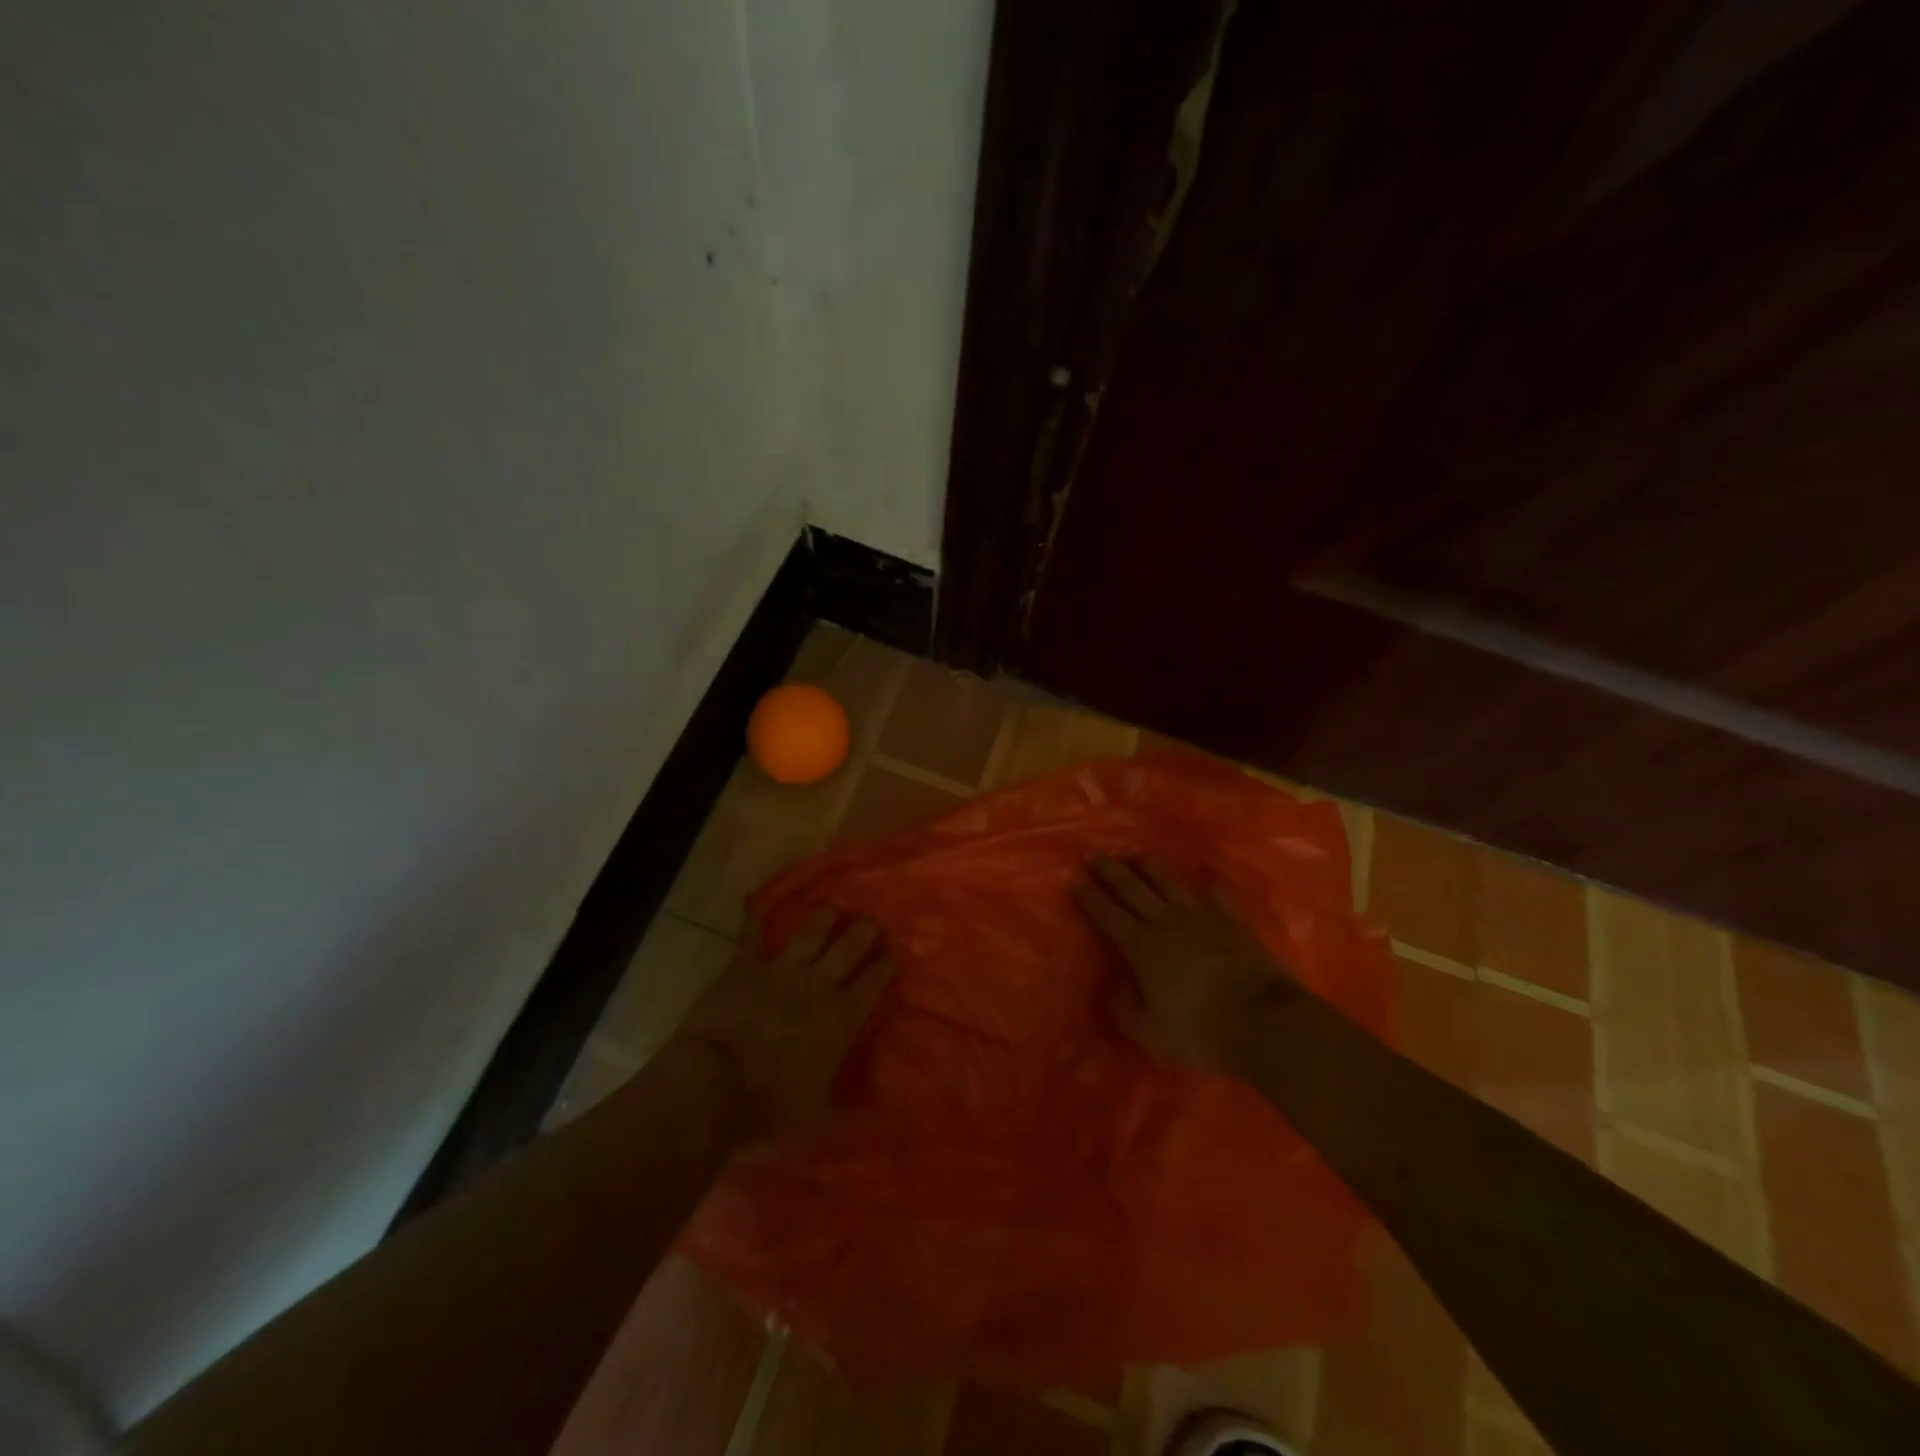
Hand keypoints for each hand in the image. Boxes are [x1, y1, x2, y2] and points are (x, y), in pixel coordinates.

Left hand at [672, 908, 895, 1139]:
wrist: (713, 1086)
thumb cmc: (770, 1109)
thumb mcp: (819, 1118)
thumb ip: (847, 1107)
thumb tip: (875, 1107)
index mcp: (841, 1018)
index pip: (873, 983)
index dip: (886, 965)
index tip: (896, 950)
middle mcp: (817, 986)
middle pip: (848, 948)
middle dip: (864, 932)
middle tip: (873, 920)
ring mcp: (779, 971)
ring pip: (810, 934)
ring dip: (824, 918)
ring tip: (835, 906)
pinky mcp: (743, 968)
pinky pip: (750, 938)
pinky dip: (753, 920)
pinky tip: (757, 904)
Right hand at [1071, 853, 1294, 1076]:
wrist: (1265, 1022)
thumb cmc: (1201, 1031)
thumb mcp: (1150, 1032)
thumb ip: (1126, 1009)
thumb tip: (1114, 989)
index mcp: (1142, 947)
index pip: (1109, 915)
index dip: (1091, 897)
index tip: (1075, 879)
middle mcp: (1168, 922)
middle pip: (1133, 890)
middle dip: (1111, 872)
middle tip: (1095, 854)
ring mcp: (1203, 917)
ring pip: (1169, 884)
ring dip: (1149, 867)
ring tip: (1134, 854)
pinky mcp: (1233, 922)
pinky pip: (1218, 892)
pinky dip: (1210, 879)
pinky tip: (1205, 868)